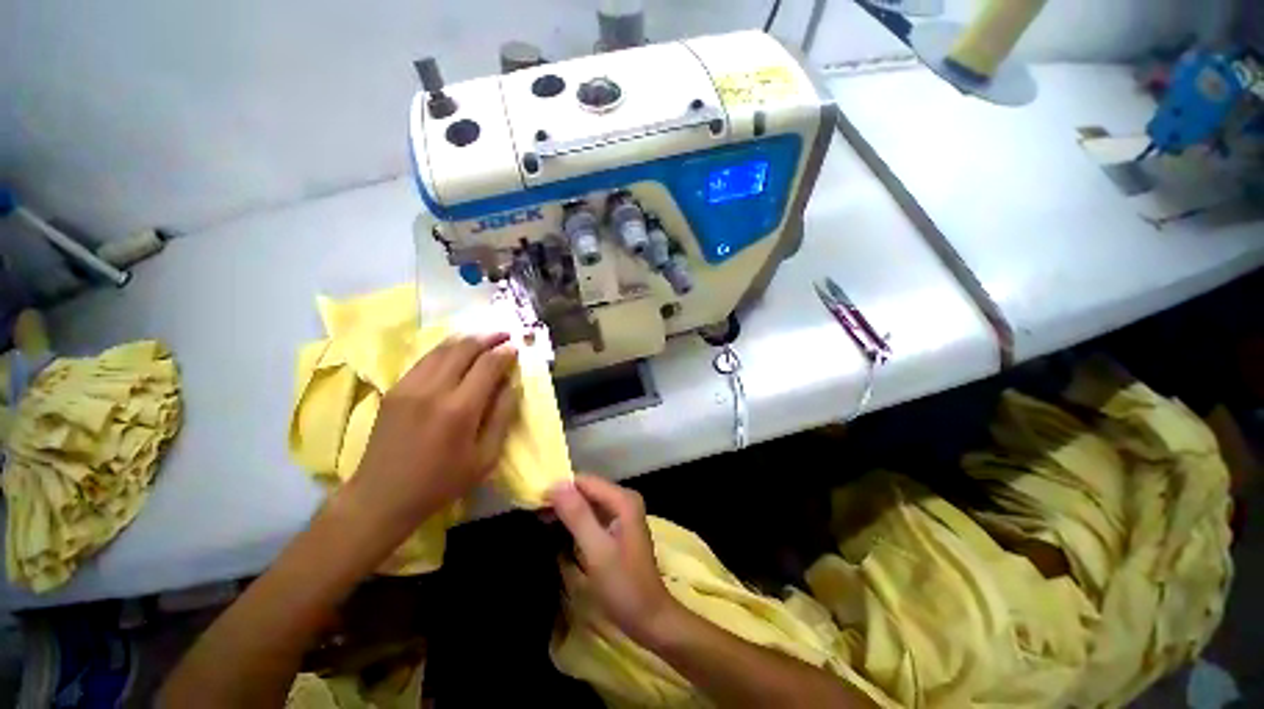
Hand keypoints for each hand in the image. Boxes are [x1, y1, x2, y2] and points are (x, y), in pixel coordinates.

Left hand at [347, 334, 519, 535]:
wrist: (382, 496)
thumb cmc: (442, 482)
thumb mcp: (486, 457)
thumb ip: (503, 416)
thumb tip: (512, 384)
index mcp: (460, 409)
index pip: (488, 365)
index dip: (505, 353)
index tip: (516, 348)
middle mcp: (433, 390)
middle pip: (464, 348)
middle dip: (488, 337)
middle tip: (505, 335)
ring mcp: (409, 386)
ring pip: (442, 348)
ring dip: (467, 340)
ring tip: (484, 339)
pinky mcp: (395, 389)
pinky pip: (425, 359)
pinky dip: (446, 350)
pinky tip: (456, 352)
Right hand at [549, 475, 677, 644]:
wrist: (649, 618)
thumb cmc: (623, 585)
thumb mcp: (596, 550)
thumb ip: (577, 515)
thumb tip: (556, 484)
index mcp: (623, 499)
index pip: (586, 481)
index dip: (560, 488)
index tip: (536, 502)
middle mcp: (624, 499)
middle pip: (588, 489)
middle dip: (563, 498)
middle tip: (536, 513)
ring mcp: (622, 513)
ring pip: (589, 501)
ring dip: (567, 509)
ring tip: (542, 521)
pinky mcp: (618, 527)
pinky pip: (593, 514)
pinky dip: (576, 519)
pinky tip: (560, 529)